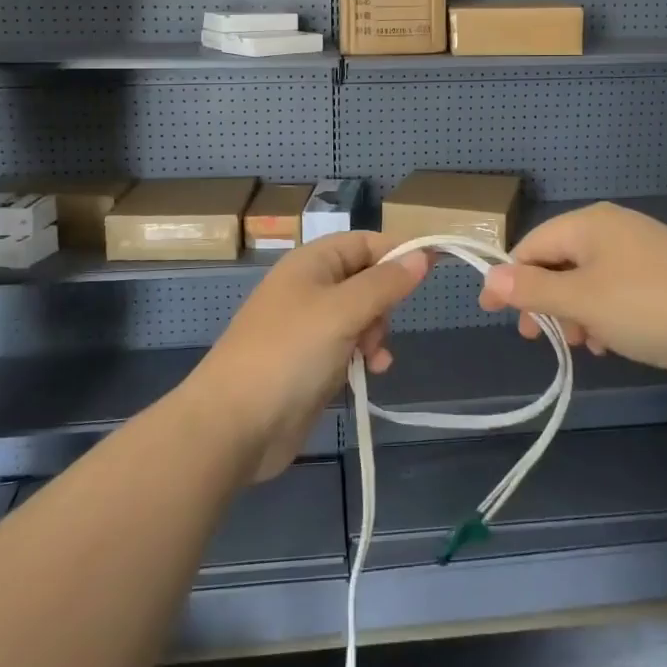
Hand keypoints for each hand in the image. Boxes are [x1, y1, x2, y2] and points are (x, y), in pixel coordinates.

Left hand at [190, 232, 428, 480]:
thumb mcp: (342, 311)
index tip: (433, 266)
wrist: (233, 424)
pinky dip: (364, 355)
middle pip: (365, 278)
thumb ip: (385, 283)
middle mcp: (309, 288)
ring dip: (376, 332)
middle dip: (384, 300)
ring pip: (361, 315)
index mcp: (311, 263)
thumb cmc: (289, 353)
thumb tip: (421, 254)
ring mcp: (308, 327)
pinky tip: (371, 372)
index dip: (398, 251)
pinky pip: (349, 346)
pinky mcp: (310, 362)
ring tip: (374, 356)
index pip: (364, 242)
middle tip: (381, 325)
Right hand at [476, 203, 666, 390]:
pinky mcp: (663, 280)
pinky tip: (612, 344)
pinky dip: (604, 316)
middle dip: (545, 300)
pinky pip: (617, 293)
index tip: (492, 313)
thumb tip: (490, 277)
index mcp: (590, 224)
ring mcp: (642, 254)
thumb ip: (532, 290)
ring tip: (583, 345)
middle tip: (536, 337)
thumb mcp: (581, 301)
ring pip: (588, 282)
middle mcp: (614, 230)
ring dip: (575, 314)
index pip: (532, 244)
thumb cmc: (648, 307)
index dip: (508, 278)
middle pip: (559, 262)